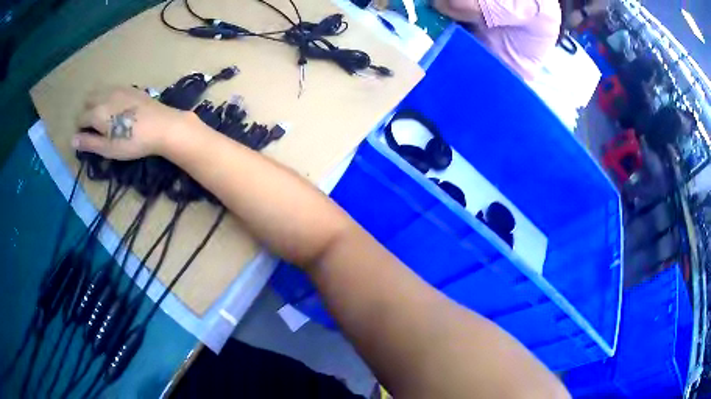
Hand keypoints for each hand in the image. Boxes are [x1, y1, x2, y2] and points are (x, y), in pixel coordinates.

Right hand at [73, 87, 188, 159]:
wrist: (162, 126)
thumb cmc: (132, 141)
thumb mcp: (108, 148)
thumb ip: (89, 143)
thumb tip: (72, 140)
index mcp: (97, 111)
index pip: (80, 118)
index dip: (80, 130)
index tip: (86, 139)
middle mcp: (105, 95)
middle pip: (88, 101)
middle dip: (86, 113)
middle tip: (94, 128)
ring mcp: (119, 88)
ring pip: (99, 91)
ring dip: (96, 102)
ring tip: (103, 118)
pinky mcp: (131, 87)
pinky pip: (112, 88)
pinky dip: (108, 96)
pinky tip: (117, 108)